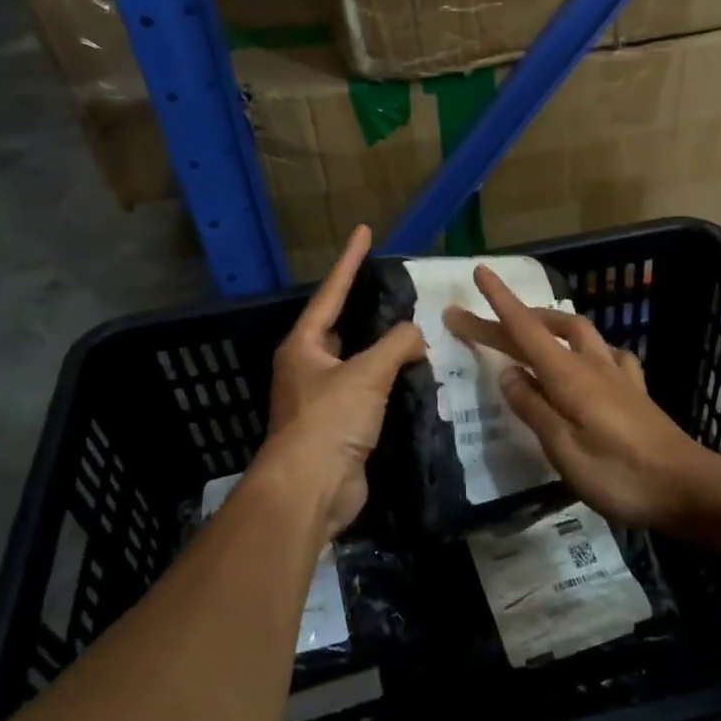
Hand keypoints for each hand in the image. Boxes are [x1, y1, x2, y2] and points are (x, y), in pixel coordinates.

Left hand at [261, 225, 424, 538]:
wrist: (311, 489)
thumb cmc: (329, 421)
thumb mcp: (366, 374)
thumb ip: (396, 345)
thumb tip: (415, 334)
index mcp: (304, 345)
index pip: (331, 293)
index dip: (350, 261)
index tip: (364, 232)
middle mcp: (309, 367)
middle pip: (341, 327)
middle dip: (365, 307)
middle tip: (396, 287)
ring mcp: (323, 398)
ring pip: (358, 362)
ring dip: (383, 349)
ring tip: (415, 329)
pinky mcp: (340, 426)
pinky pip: (369, 393)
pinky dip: (390, 383)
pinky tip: (415, 376)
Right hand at [444, 267, 720, 534]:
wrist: (691, 488)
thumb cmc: (622, 476)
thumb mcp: (565, 451)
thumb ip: (534, 409)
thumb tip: (507, 373)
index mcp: (569, 377)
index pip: (526, 329)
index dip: (499, 301)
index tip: (480, 272)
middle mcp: (593, 366)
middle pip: (546, 329)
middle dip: (510, 317)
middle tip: (478, 320)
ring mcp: (618, 376)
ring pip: (580, 332)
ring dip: (550, 323)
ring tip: (531, 329)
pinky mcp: (636, 392)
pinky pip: (609, 354)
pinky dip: (589, 347)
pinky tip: (590, 358)